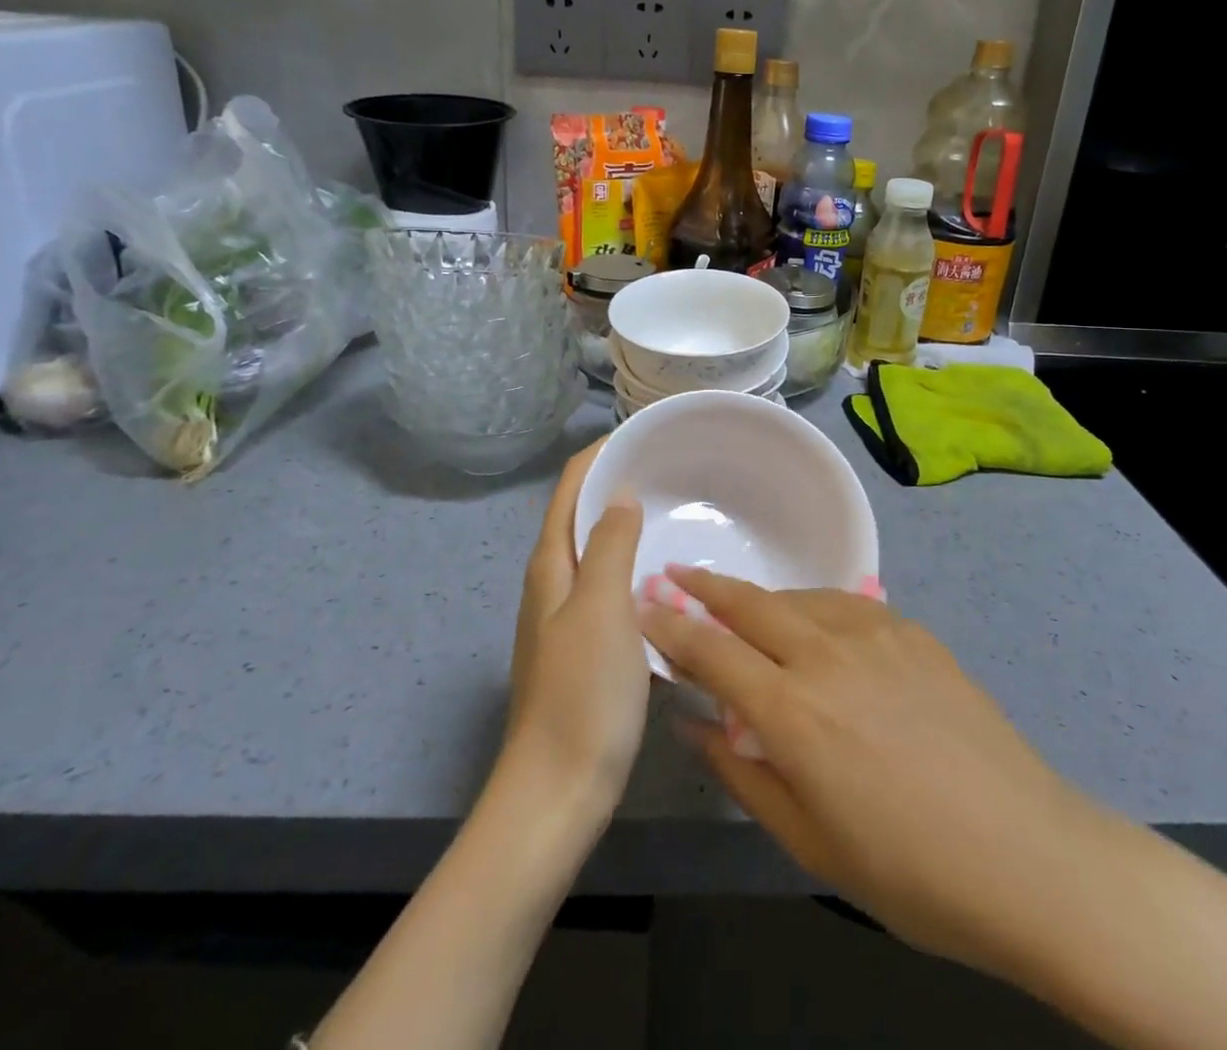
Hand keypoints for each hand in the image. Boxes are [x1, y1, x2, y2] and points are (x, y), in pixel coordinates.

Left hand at [506, 441, 648, 815]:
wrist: (557, 792)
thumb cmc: (582, 693)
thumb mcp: (602, 608)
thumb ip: (611, 545)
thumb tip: (620, 492)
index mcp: (550, 565)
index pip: (569, 488)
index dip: (598, 455)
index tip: (641, 435)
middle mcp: (552, 583)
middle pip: (580, 516)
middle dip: (616, 485)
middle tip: (670, 470)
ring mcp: (566, 619)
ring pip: (598, 555)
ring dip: (628, 528)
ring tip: (675, 514)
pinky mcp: (584, 650)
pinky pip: (612, 592)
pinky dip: (636, 572)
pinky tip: (668, 583)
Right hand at [639, 566, 1078, 978]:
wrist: (1029, 855)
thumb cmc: (910, 872)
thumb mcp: (809, 842)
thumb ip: (743, 773)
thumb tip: (694, 726)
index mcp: (793, 711)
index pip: (711, 651)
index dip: (670, 627)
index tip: (641, 606)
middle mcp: (826, 654)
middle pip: (749, 602)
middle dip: (705, 586)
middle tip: (676, 573)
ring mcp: (875, 634)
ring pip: (797, 596)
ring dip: (760, 598)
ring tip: (743, 608)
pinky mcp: (913, 631)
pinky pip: (844, 604)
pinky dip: (812, 606)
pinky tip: (815, 625)